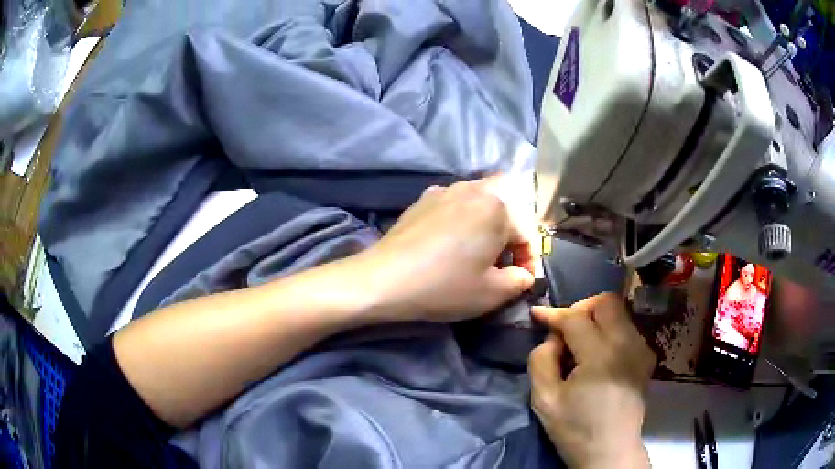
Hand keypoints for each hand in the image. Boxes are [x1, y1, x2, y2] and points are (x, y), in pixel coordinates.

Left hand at [357, 177, 536, 322]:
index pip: (527, 233)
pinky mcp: (422, 200)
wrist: (384, 280)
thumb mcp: (492, 293)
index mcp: (498, 207)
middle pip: (505, 208)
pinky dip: (462, 219)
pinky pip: (454, 204)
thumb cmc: (445, 286)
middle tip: (502, 261)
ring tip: (478, 251)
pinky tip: (450, 242)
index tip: (523, 281)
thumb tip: (524, 274)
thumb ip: (520, 280)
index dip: (529, 260)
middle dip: (510, 234)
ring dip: (487, 224)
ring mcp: (444, 190)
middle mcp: (473, 189)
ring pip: (479, 201)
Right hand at [529, 294, 655, 468]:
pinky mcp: (646, 358)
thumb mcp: (545, 400)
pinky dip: (610, 332)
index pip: (576, 318)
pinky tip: (599, 356)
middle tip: (565, 329)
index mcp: (601, 355)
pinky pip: (627, 329)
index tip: (537, 314)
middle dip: (581, 308)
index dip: (554, 313)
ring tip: (580, 345)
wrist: (610, 451)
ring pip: (619, 314)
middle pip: (606, 302)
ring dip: (597, 320)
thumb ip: (541, 360)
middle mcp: (627, 344)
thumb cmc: (576, 429)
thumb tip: (552, 338)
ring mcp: (641, 349)